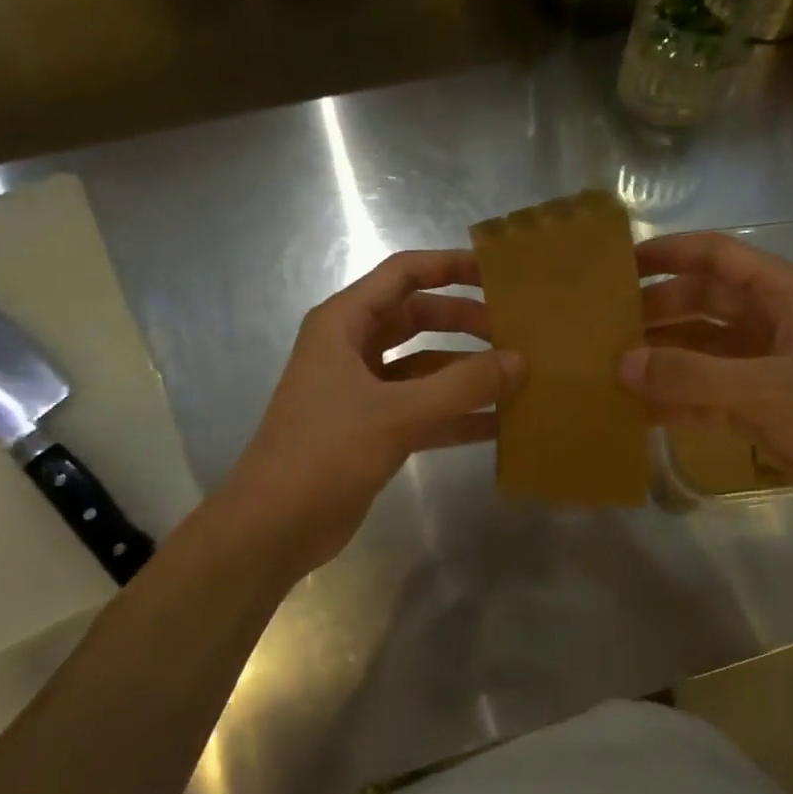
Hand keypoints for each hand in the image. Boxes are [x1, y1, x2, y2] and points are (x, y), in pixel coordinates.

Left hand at [216, 250, 522, 574]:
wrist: (273, 527)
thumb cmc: (326, 453)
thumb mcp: (397, 413)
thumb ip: (462, 386)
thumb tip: (519, 361)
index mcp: (343, 323)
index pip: (403, 274)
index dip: (450, 266)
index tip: (498, 273)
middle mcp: (351, 348)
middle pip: (417, 318)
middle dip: (464, 321)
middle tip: (515, 331)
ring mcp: (361, 391)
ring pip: (423, 366)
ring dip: (464, 370)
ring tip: (517, 376)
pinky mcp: (371, 429)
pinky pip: (422, 409)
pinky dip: (455, 413)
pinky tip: (498, 424)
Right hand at [623, 231, 792, 536]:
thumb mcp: (767, 390)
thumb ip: (692, 376)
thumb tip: (622, 363)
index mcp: (784, 296)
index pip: (718, 256)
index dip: (671, 253)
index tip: (621, 263)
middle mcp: (769, 323)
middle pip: (701, 303)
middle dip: (655, 310)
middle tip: (603, 325)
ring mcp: (762, 367)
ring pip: (698, 351)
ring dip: (660, 358)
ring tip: (608, 366)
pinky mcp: (757, 408)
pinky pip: (703, 395)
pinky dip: (673, 400)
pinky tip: (635, 410)